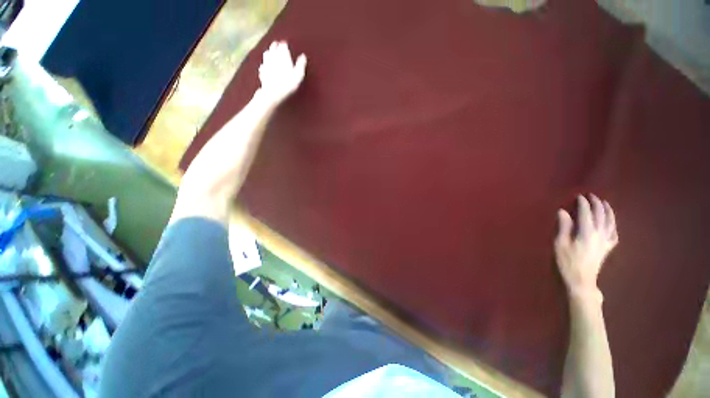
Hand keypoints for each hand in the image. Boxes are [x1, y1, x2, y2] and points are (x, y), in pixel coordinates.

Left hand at [257, 41, 306, 104]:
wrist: (274, 92)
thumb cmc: (288, 84)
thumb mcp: (299, 74)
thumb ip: (301, 64)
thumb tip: (303, 56)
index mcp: (282, 56)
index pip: (283, 46)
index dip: (284, 45)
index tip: (285, 44)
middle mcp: (273, 57)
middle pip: (273, 48)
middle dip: (275, 46)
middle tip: (277, 44)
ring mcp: (266, 64)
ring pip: (266, 55)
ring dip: (268, 53)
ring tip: (270, 52)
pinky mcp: (262, 73)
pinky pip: (262, 66)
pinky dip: (264, 65)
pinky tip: (264, 67)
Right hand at [555, 195, 617, 299]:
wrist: (581, 281)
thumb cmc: (566, 261)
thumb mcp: (560, 244)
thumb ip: (563, 226)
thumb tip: (563, 211)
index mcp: (586, 232)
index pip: (586, 213)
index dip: (583, 203)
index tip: (579, 196)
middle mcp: (599, 234)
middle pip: (601, 215)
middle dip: (596, 204)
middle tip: (591, 196)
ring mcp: (606, 241)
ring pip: (611, 222)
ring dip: (608, 211)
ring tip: (605, 203)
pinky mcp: (608, 248)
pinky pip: (614, 233)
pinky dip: (613, 225)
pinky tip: (611, 223)